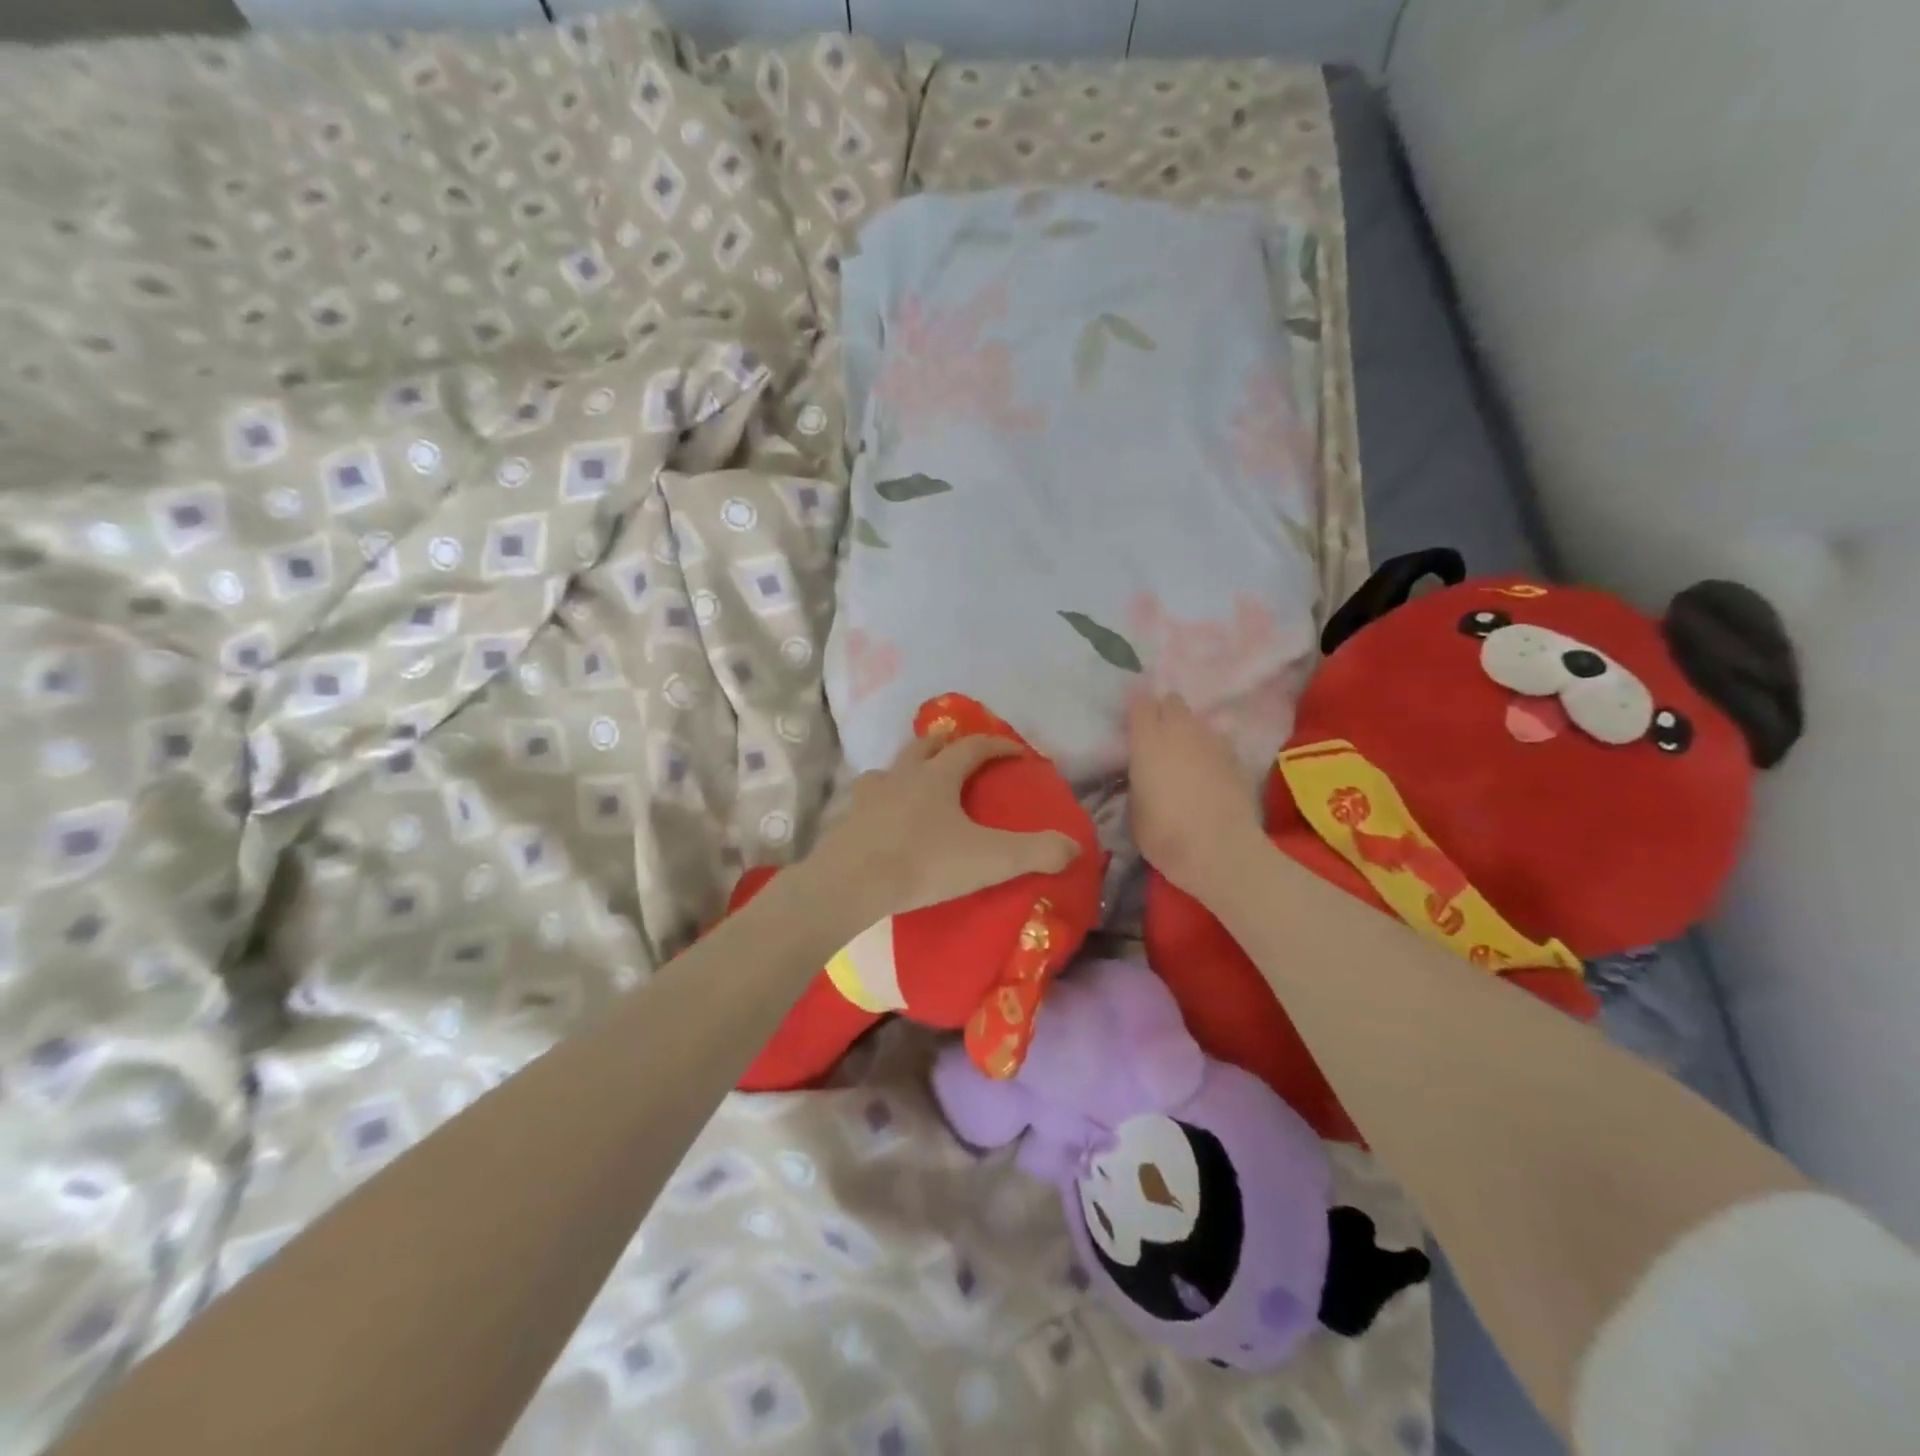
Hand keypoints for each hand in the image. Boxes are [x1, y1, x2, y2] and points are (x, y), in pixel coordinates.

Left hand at [808, 735, 1080, 922]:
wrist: (852, 884)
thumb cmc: (924, 863)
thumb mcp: (990, 859)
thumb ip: (1036, 852)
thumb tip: (1074, 846)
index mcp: (938, 776)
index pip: (973, 748)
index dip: (998, 745)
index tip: (1017, 751)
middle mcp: (902, 776)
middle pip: (924, 746)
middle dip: (945, 743)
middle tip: (958, 748)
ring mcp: (869, 797)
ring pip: (889, 769)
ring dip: (907, 768)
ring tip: (916, 782)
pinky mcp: (848, 822)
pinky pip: (866, 801)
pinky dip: (880, 801)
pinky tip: (883, 819)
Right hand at [1127, 691, 1265, 898]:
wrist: (1221, 851)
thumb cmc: (1165, 835)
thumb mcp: (1134, 811)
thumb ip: (1137, 783)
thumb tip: (1142, 777)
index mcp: (1148, 742)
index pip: (1140, 704)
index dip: (1136, 708)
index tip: (1131, 721)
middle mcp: (1181, 731)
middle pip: (1173, 702)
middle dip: (1165, 711)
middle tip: (1158, 734)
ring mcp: (1213, 742)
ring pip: (1199, 720)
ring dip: (1190, 730)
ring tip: (1186, 752)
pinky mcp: (1238, 758)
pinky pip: (1220, 742)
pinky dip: (1212, 750)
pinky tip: (1211, 769)